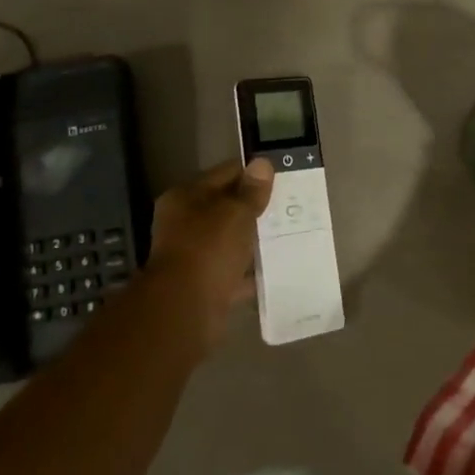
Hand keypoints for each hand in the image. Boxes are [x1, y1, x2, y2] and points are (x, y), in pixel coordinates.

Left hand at [143, 159, 272, 348]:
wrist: (185, 310)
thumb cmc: (207, 250)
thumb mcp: (234, 214)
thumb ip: (251, 191)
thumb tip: (262, 164)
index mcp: (185, 197)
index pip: (224, 174)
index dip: (252, 174)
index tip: (280, 179)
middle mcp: (184, 223)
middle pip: (226, 208)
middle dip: (254, 209)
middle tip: (290, 207)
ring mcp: (193, 256)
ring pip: (230, 241)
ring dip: (254, 241)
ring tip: (289, 235)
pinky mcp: (204, 285)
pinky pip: (233, 272)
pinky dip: (251, 272)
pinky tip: (277, 269)